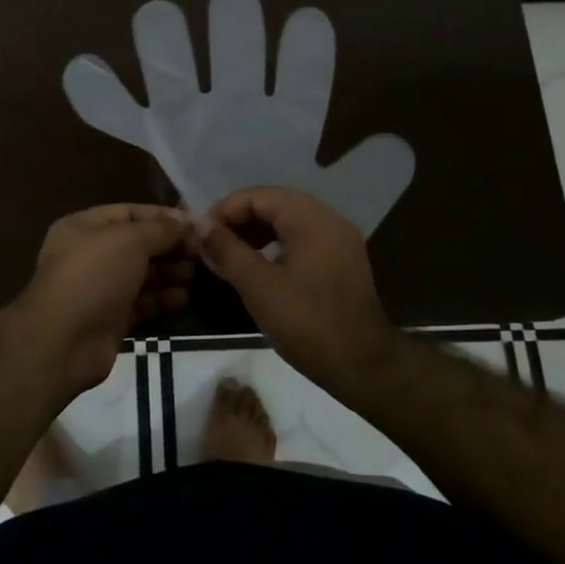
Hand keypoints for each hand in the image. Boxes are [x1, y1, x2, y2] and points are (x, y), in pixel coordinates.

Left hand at [11, 204, 195, 397]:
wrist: (64, 341)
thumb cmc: (94, 276)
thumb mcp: (129, 241)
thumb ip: (161, 229)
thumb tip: (188, 222)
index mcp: (84, 227)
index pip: (129, 213)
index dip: (162, 217)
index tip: (195, 225)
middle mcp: (90, 254)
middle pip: (138, 244)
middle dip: (169, 247)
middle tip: (202, 252)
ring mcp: (100, 288)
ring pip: (141, 274)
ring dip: (169, 273)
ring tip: (197, 274)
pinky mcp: (110, 318)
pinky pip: (142, 302)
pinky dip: (162, 299)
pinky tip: (184, 298)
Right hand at [198, 186, 398, 391]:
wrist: (364, 367)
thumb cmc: (308, 324)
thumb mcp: (258, 287)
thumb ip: (227, 250)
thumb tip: (200, 226)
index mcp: (312, 219)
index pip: (259, 196)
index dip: (226, 210)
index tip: (202, 234)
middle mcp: (329, 220)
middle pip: (275, 203)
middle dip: (240, 219)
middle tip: (212, 244)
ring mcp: (339, 240)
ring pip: (288, 220)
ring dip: (256, 231)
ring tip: (230, 255)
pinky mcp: (342, 260)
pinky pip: (302, 238)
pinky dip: (276, 244)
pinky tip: (258, 267)